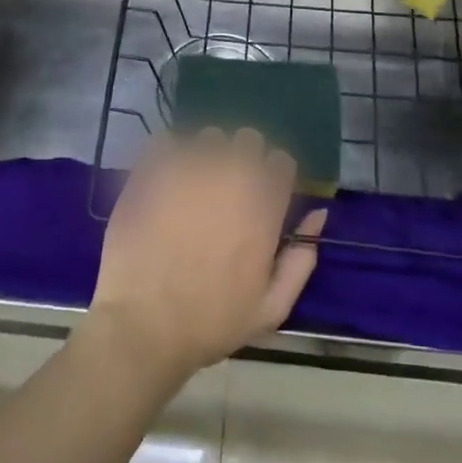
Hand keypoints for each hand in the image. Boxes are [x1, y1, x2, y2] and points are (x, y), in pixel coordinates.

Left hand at [87, 130, 326, 386]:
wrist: (143, 325)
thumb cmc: (211, 322)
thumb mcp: (271, 307)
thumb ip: (301, 258)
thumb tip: (318, 214)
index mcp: (264, 205)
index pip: (281, 161)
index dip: (272, 176)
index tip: (260, 195)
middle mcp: (231, 176)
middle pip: (248, 139)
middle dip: (242, 158)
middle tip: (226, 189)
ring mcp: (189, 168)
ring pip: (208, 137)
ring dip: (205, 155)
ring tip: (191, 184)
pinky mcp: (151, 170)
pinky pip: (166, 140)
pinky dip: (167, 154)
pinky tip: (163, 179)